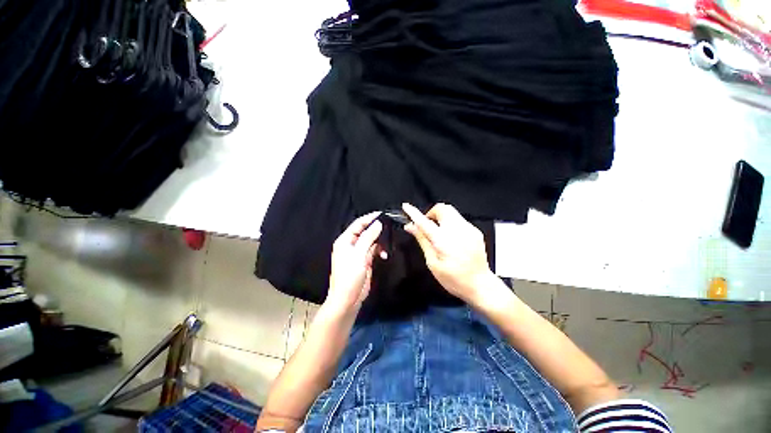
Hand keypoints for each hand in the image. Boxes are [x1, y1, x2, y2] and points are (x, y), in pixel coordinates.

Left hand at [326, 212, 384, 314]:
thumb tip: (378, 224)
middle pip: (365, 231)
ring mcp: (358, 253)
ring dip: (380, 242)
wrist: (348, 299)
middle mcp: (351, 245)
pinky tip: (385, 255)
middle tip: (389, 227)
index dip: (369, 218)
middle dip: (377, 229)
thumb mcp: (359, 254)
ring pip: (371, 241)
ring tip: (387, 245)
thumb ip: (368, 237)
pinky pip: (374, 251)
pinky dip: (380, 251)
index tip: (382, 214)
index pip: (358, 224)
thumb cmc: (349, 276)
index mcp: (345, 240)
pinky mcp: (365, 261)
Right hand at [402, 203, 495, 304]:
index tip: (406, 206)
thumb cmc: (454, 279)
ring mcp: (469, 229)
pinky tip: (451, 238)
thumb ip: (422, 241)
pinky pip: (459, 219)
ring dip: (441, 217)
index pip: (424, 221)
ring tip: (439, 233)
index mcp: (443, 240)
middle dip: (431, 212)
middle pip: (442, 208)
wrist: (481, 285)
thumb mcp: (433, 263)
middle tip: (427, 226)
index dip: (413, 212)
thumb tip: (411, 227)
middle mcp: (457, 230)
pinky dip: (450, 223)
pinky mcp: (475, 231)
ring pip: (451, 212)